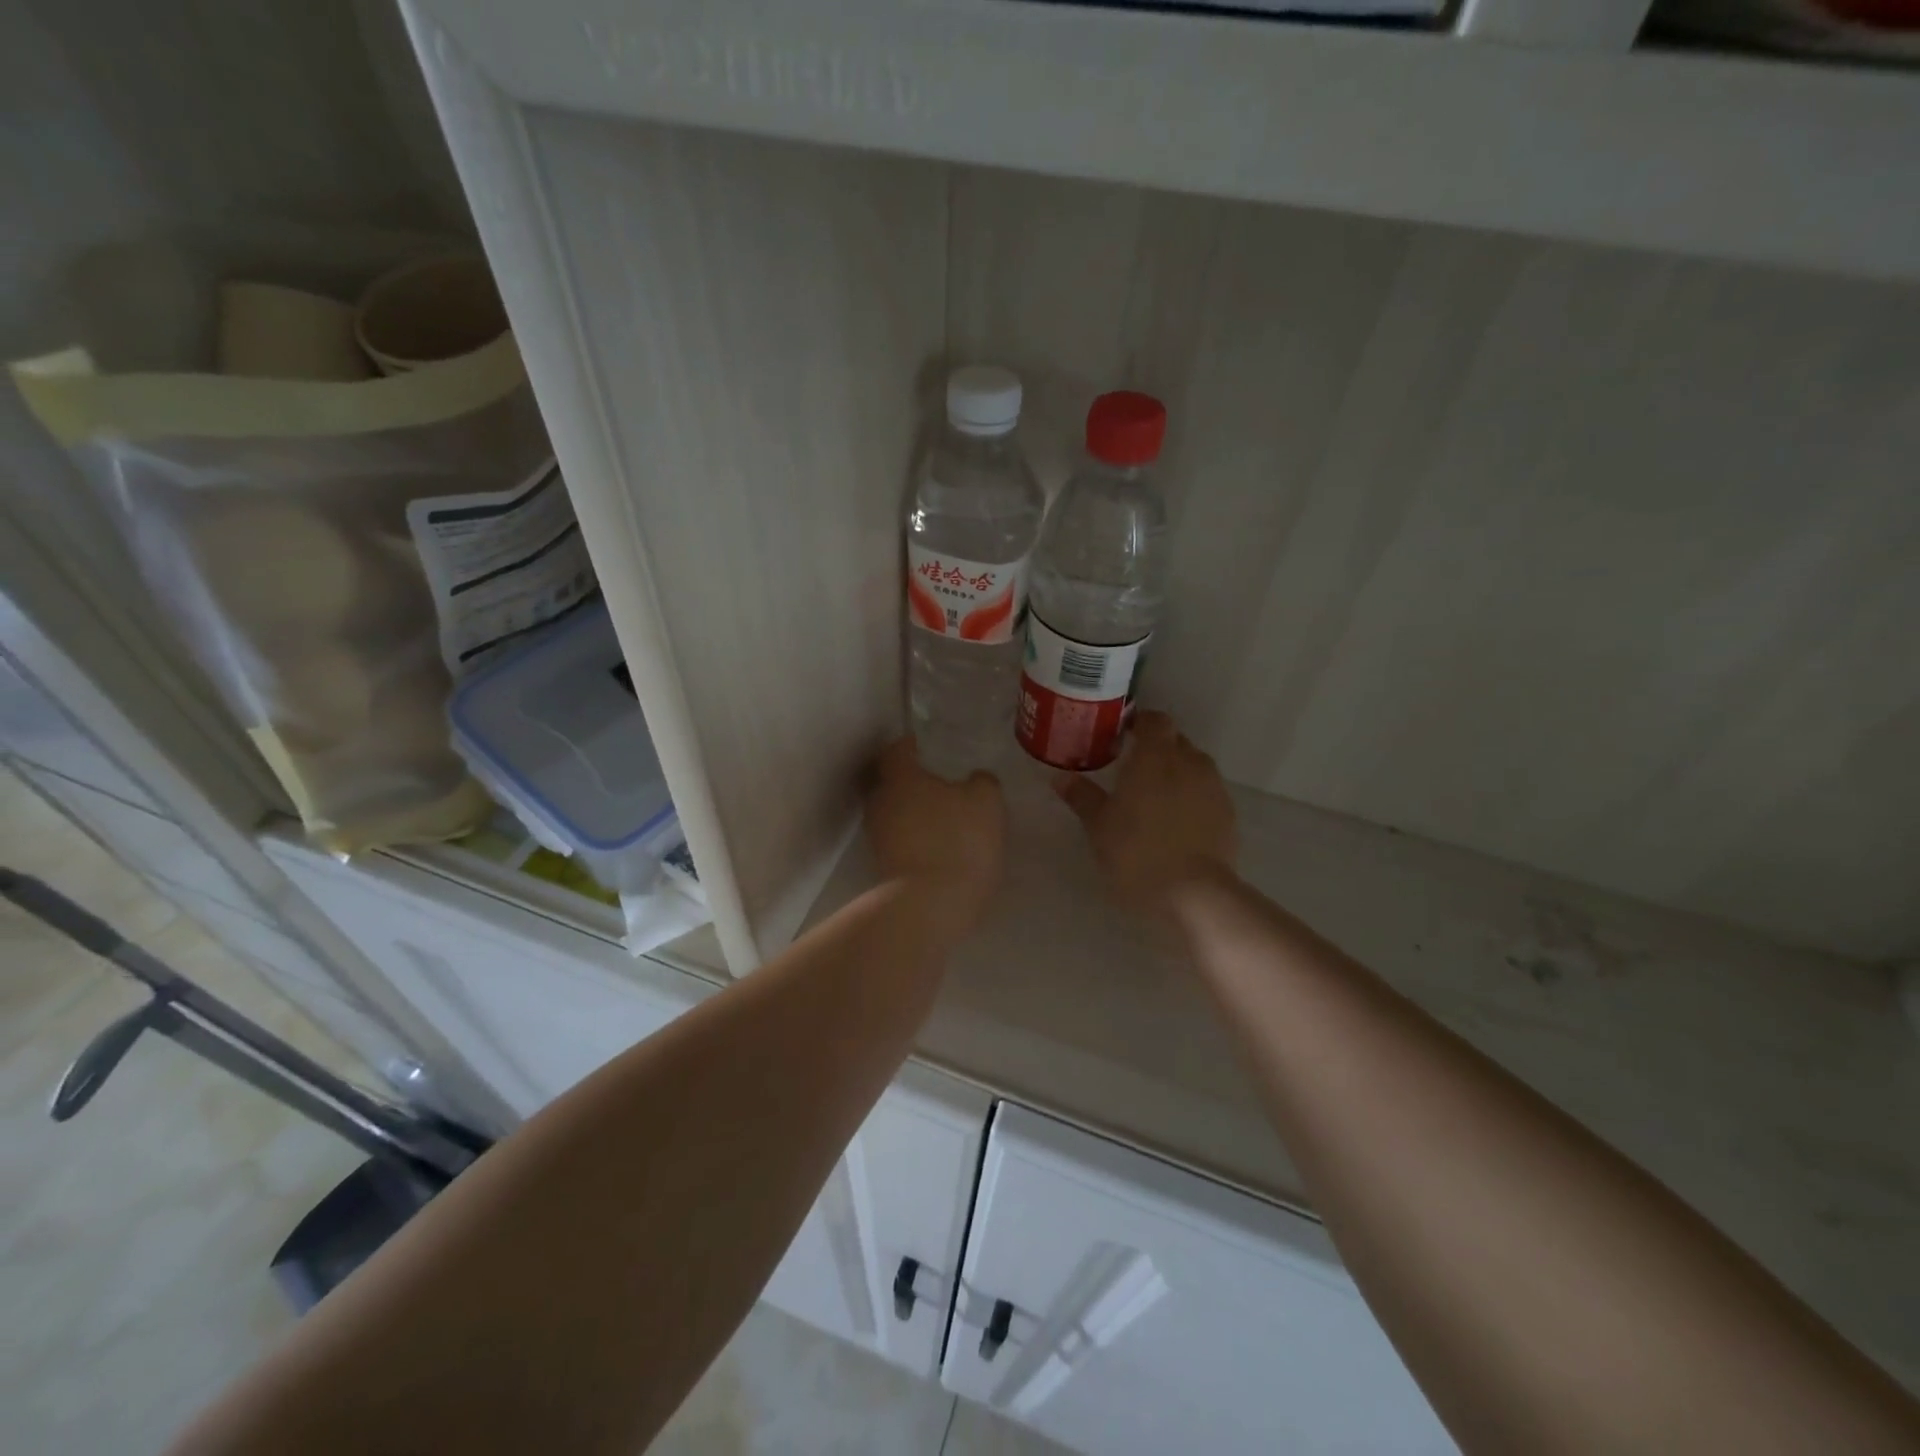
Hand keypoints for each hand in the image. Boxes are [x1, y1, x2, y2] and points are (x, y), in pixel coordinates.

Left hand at [865, 738, 1005, 927]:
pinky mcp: (882, 866)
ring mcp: (877, 837)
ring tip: (946, 819)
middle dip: (915, 782)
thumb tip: (975, 779)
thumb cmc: (958, 841)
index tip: (928, 747)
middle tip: (944, 784)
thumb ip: (981, 782)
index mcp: (900, 777)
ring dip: (916, 813)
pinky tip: (941, 847)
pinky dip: (916, 839)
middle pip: (892, 782)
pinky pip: (900, 840)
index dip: (912, 746)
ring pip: (895, 813)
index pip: (897, 750)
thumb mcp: (986, 802)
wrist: (930, 906)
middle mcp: (880, 802)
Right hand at [1054, 712, 1236, 909]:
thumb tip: (1060, 777)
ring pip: (1193, 766)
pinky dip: (1192, 797)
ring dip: (1176, 772)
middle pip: (1175, 741)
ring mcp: (1213, 787)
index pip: (1154, 720)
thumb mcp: (1099, 826)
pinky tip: (1176, 822)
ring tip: (1155, 797)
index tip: (1122, 737)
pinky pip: (1206, 792)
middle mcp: (1188, 762)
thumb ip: (1082, 797)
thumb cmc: (1136, 853)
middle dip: (1156, 748)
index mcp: (1155, 757)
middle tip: (1132, 769)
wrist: (1194, 894)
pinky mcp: (1228, 813)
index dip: (1139, 723)